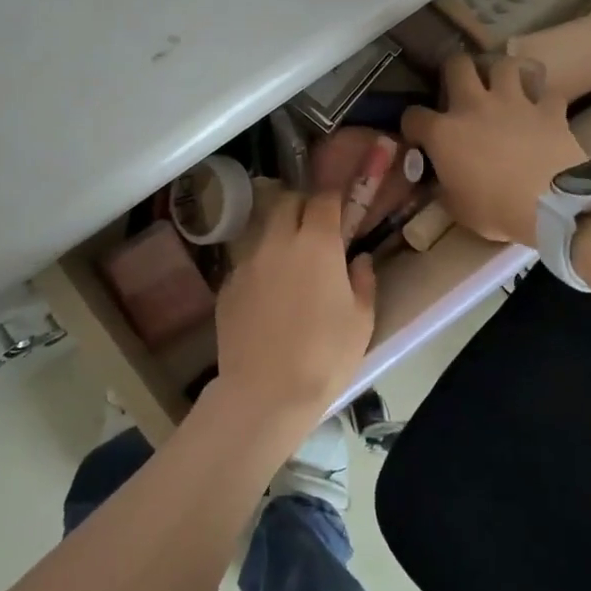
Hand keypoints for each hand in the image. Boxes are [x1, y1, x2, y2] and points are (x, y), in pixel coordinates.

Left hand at [214, 188, 376, 424]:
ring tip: (289, 260)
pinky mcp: (227, 286)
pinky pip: (246, 262)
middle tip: (314, 228)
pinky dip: (260, 266)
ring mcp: (247, 262)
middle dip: (301, 206)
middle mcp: (277, 241)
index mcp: (316, 243)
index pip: (323, 199)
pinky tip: (268, 293)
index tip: (340, 207)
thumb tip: (359, 259)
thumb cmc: (326, 355)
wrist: (266, 392)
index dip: (333, 198)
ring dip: (278, 234)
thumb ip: (363, 281)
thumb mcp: (361, 320)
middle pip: (285, 203)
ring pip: (262, 231)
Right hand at [403, 53, 586, 247]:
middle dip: (455, 71)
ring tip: (503, 88)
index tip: (419, 136)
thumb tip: (441, 181)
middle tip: (460, 88)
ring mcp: (514, 102)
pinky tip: (541, 109)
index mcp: (444, 133)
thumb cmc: (495, 211)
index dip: (413, 125)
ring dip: (501, 75)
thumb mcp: (456, 207)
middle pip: (457, 65)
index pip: (414, 116)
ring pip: (504, 65)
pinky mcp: (549, 110)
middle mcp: (474, 106)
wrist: (550, 207)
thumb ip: (444, 186)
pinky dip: (543, 99)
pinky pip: (546, 92)